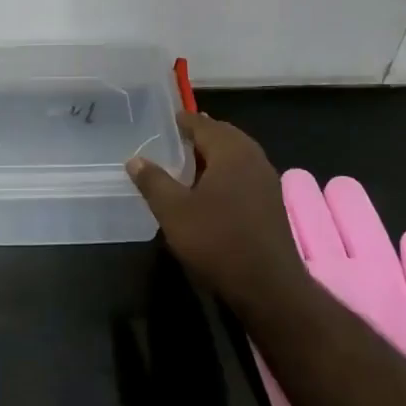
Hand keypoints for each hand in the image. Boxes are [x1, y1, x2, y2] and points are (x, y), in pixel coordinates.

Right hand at [126, 111, 307, 307]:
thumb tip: (135, 159)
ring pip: (235, 156)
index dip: (182, 121)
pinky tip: (208, 189)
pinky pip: (243, 174)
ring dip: (212, 155)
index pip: (203, 124)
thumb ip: (153, 181)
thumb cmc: (217, 240)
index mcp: (231, 151)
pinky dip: (224, 172)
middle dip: (199, 135)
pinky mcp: (270, 202)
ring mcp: (266, 180)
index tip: (164, 120)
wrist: (268, 285)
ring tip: (186, 162)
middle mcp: (253, 158)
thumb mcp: (173, 211)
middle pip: (223, 135)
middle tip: (173, 139)